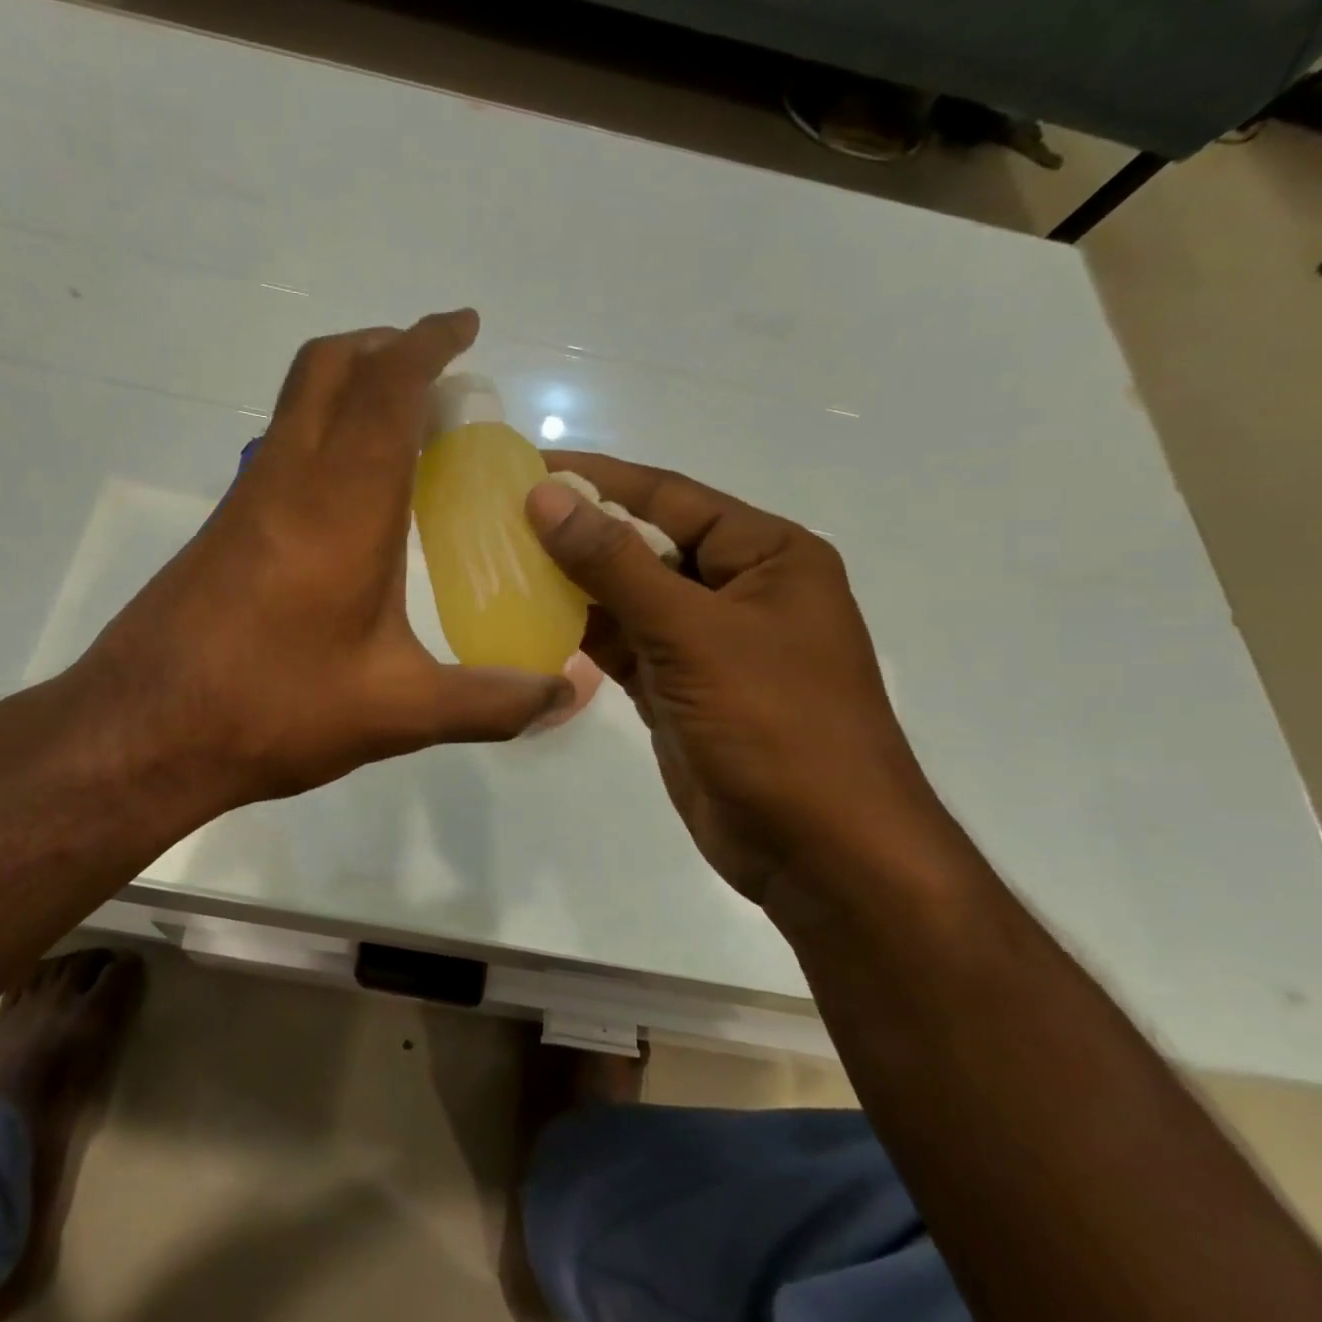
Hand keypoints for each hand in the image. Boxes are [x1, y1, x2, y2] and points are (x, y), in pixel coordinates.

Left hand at [64, 310, 569, 810]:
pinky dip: (324, 433)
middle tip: (435, 369)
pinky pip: (281, 447)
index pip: (386, 387)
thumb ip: (490, 702)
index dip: (428, 342)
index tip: (465, 326)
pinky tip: (352, 499)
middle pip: (329, 366)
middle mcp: (288, 480)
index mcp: (342, 504)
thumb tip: (565, 698)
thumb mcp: (397, 712)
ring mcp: (246, 500)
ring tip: (405, 425)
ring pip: (297, 402)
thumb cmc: (272, 710)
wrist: (143, 732)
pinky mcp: (223, 529)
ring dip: (350, 385)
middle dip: (385, 345)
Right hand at [527, 453, 949, 901]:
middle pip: (645, 545)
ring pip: (628, 597)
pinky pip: (623, 645)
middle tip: (501, 519)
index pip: (670, 497)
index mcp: (765, 556)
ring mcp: (706, 643)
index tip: (528, 469)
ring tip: (502, 563)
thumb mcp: (693, 633)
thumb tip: (546, 498)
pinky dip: (581, 633)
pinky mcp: (679, 688)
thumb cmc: (774, 725)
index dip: (598, 480)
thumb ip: (615, 564)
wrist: (820, 852)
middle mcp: (737, 590)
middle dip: (579, 532)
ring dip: (573, 584)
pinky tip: (531, 619)